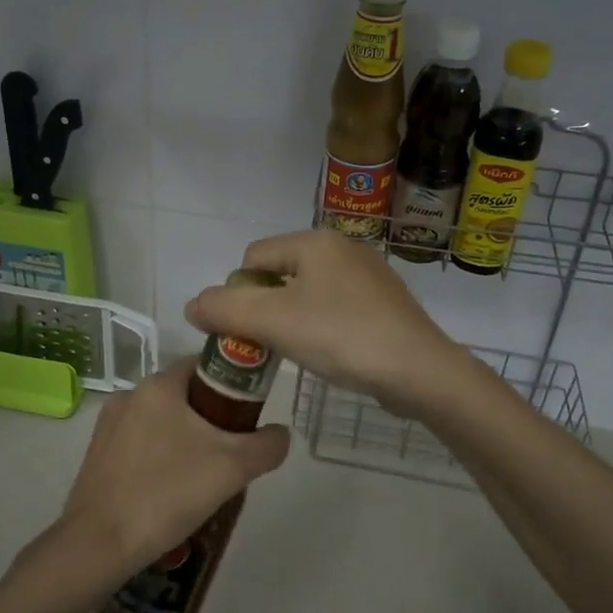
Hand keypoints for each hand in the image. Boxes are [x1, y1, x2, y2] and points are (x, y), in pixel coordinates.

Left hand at [58, 361, 289, 579]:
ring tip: (204, 478)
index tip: (249, 413)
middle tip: (232, 452)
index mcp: (159, 385)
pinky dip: (159, 458)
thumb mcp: (232, 468)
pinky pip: (140, 445)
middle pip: (184, 395)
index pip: (204, 365)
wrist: (98, 545)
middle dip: (211, 418)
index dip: (232, 384)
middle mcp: (130, 395)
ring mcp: (108, 425)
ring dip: (185, 440)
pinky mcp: (96, 455)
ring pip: (161, 422)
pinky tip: (170, 492)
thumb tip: (280, 434)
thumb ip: (266, 445)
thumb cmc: (167, 493)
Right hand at [183, 229, 471, 413]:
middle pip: (281, 273)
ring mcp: (369, 275)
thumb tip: (193, 305)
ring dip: (293, 320)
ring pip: (309, 293)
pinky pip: (336, 308)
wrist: (420, 371)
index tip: (247, 331)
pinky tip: (331, 354)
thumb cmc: (341, 336)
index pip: (254, 257)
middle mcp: (343, 248)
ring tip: (299, 352)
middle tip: (269, 345)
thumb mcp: (273, 321)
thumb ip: (226, 309)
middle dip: (266, 308)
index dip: (240, 294)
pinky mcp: (385, 303)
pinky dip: (323, 328)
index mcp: (316, 241)